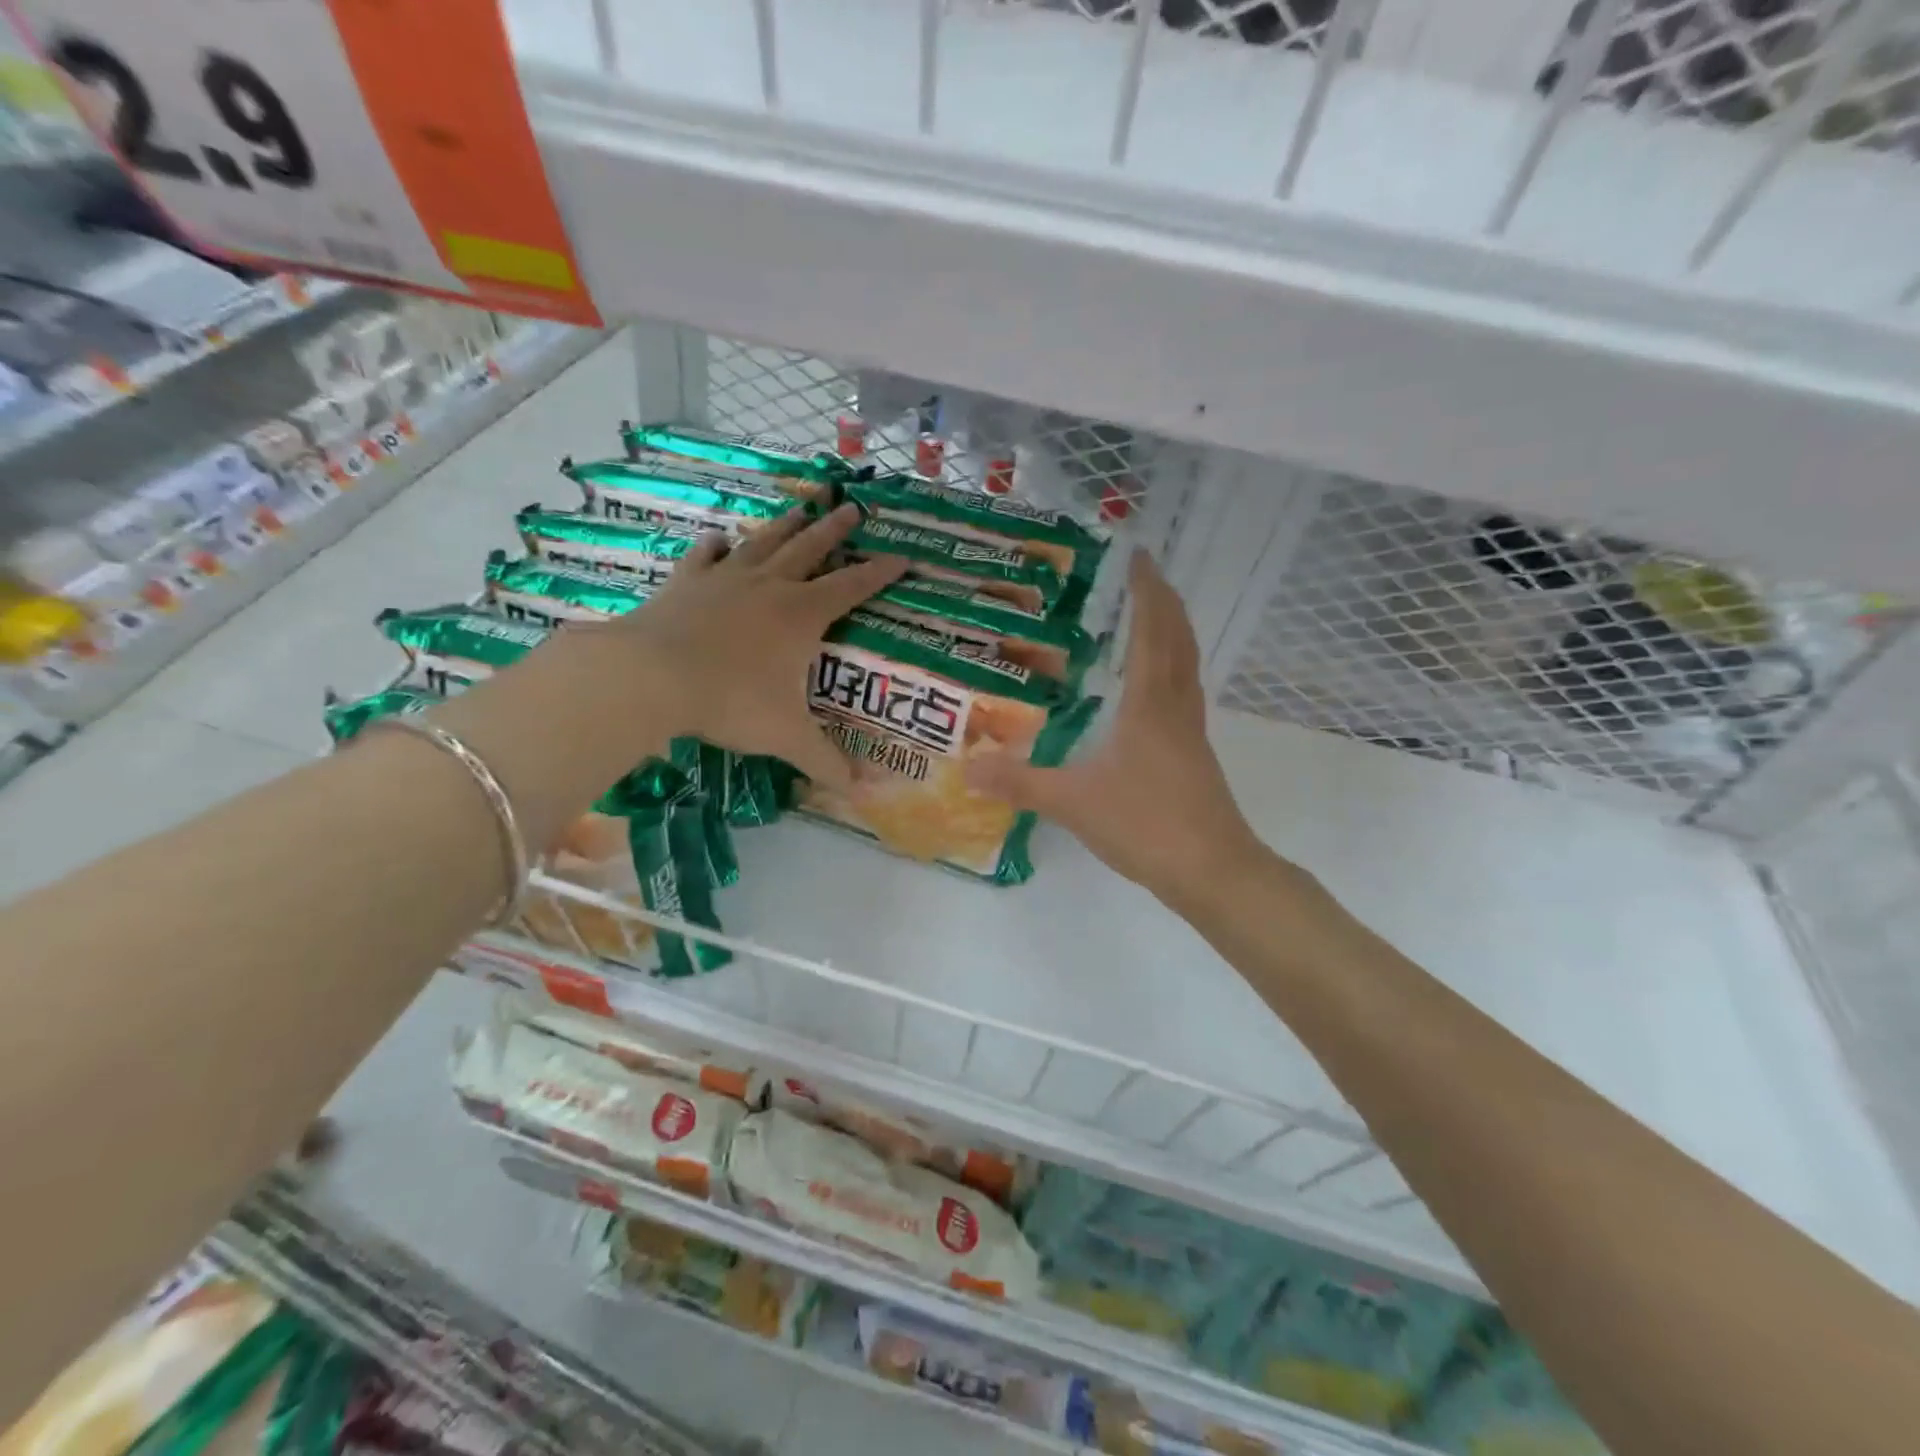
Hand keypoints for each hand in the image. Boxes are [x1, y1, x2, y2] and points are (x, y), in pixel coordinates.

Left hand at [605, 503, 904, 789]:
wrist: (652, 676)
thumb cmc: (730, 700)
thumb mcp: (785, 736)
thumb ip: (824, 761)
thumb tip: (860, 792)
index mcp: (801, 615)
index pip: (852, 587)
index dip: (879, 573)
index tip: (902, 556)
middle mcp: (769, 587)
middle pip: (810, 549)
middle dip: (834, 530)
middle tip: (852, 507)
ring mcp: (725, 579)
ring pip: (763, 542)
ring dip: (785, 524)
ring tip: (801, 505)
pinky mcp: (686, 582)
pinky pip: (705, 556)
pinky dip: (715, 545)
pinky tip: (719, 538)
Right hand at [965, 550, 1266, 904]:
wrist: (1212, 870)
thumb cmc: (1146, 824)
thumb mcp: (1073, 802)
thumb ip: (1020, 783)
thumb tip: (968, 766)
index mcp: (1150, 704)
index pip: (1151, 630)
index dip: (1146, 589)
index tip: (1136, 554)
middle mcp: (1176, 707)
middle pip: (1178, 638)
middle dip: (1163, 600)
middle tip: (1142, 573)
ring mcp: (1191, 731)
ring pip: (1187, 664)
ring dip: (1173, 631)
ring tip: (1150, 614)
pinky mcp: (1195, 754)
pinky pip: (1185, 691)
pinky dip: (1173, 667)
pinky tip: (1153, 686)